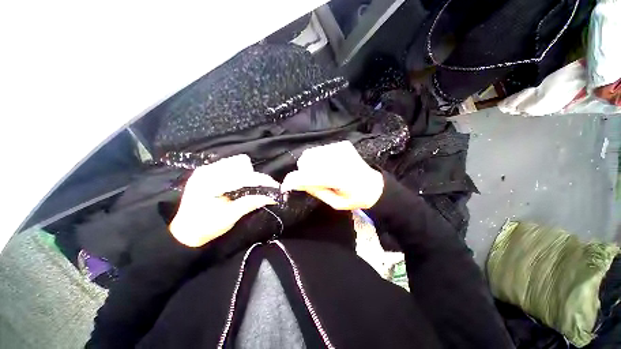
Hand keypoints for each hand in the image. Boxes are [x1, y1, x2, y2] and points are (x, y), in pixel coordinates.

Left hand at [169, 154, 278, 246]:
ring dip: (245, 173)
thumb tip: (271, 197)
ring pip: (235, 162)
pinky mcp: (205, 172)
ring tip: (243, 188)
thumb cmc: (206, 227)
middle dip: (252, 176)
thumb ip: (250, 203)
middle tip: (254, 190)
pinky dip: (237, 173)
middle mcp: (208, 170)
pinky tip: (235, 186)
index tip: (275, 187)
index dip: (262, 181)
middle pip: (240, 163)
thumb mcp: (230, 217)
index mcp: (212, 182)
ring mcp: (205, 169)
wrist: (184, 232)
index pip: (244, 176)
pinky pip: (228, 166)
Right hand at [281, 141, 383, 209]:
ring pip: (311, 153)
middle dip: (304, 171)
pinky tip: (328, 165)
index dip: (294, 180)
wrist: (373, 184)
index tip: (286, 185)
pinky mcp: (341, 144)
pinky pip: (320, 150)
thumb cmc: (355, 198)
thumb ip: (315, 190)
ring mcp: (340, 148)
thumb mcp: (335, 202)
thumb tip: (296, 182)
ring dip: (310, 164)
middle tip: (313, 180)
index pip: (309, 174)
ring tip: (321, 172)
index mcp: (340, 177)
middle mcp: (339, 158)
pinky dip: (318, 158)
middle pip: (306, 160)